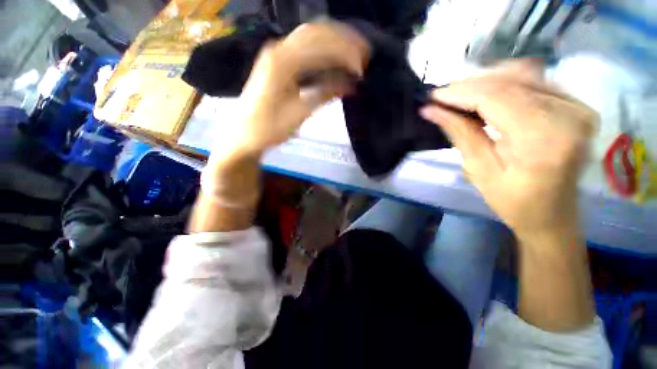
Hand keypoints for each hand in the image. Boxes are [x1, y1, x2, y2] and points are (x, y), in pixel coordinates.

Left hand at [209, 22, 368, 165]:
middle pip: (317, 32)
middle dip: (344, 40)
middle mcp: (278, 49)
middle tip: (365, 55)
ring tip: (354, 55)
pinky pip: (304, 48)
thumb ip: (324, 94)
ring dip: (334, 42)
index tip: (363, 67)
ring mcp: (276, 53)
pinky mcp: (277, 62)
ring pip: (310, 36)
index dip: (345, 53)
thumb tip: (350, 85)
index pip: (320, 44)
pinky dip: (323, 51)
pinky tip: (334, 60)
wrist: (244, 135)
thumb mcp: (299, 114)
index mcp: (282, 62)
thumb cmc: (269, 129)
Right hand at [421, 61, 597, 240]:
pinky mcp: (576, 104)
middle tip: (442, 97)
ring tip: (460, 96)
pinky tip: (486, 94)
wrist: (552, 214)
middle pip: (509, 81)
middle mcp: (567, 113)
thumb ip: (459, 133)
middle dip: (469, 86)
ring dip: (486, 82)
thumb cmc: (513, 201)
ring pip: (522, 75)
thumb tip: (431, 110)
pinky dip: (506, 82)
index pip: (495, 97)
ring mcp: (577, 105)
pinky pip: (536, 80)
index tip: (433, 96)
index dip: (459, 93)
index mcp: (542, 138)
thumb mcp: (478, 170)